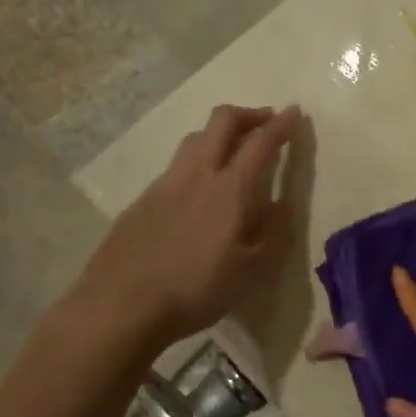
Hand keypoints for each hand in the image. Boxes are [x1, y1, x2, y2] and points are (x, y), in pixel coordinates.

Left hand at [72, 104, 299, 357]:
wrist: (121, 304)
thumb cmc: (195, 289)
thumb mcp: (250, 271)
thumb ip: (273, 232)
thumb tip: (285, 203)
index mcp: (230, 188)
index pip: (261, 142)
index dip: (281, 124)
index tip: (294, 112)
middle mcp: (198, 173)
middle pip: (222, 120)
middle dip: (248, 114)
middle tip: (265, 122)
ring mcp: (165, 183)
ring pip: (195, 138)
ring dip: (219, 133)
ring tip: (231, 151)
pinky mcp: (142, 199)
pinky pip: (175, 165)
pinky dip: (196, 161)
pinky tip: (197, 190)